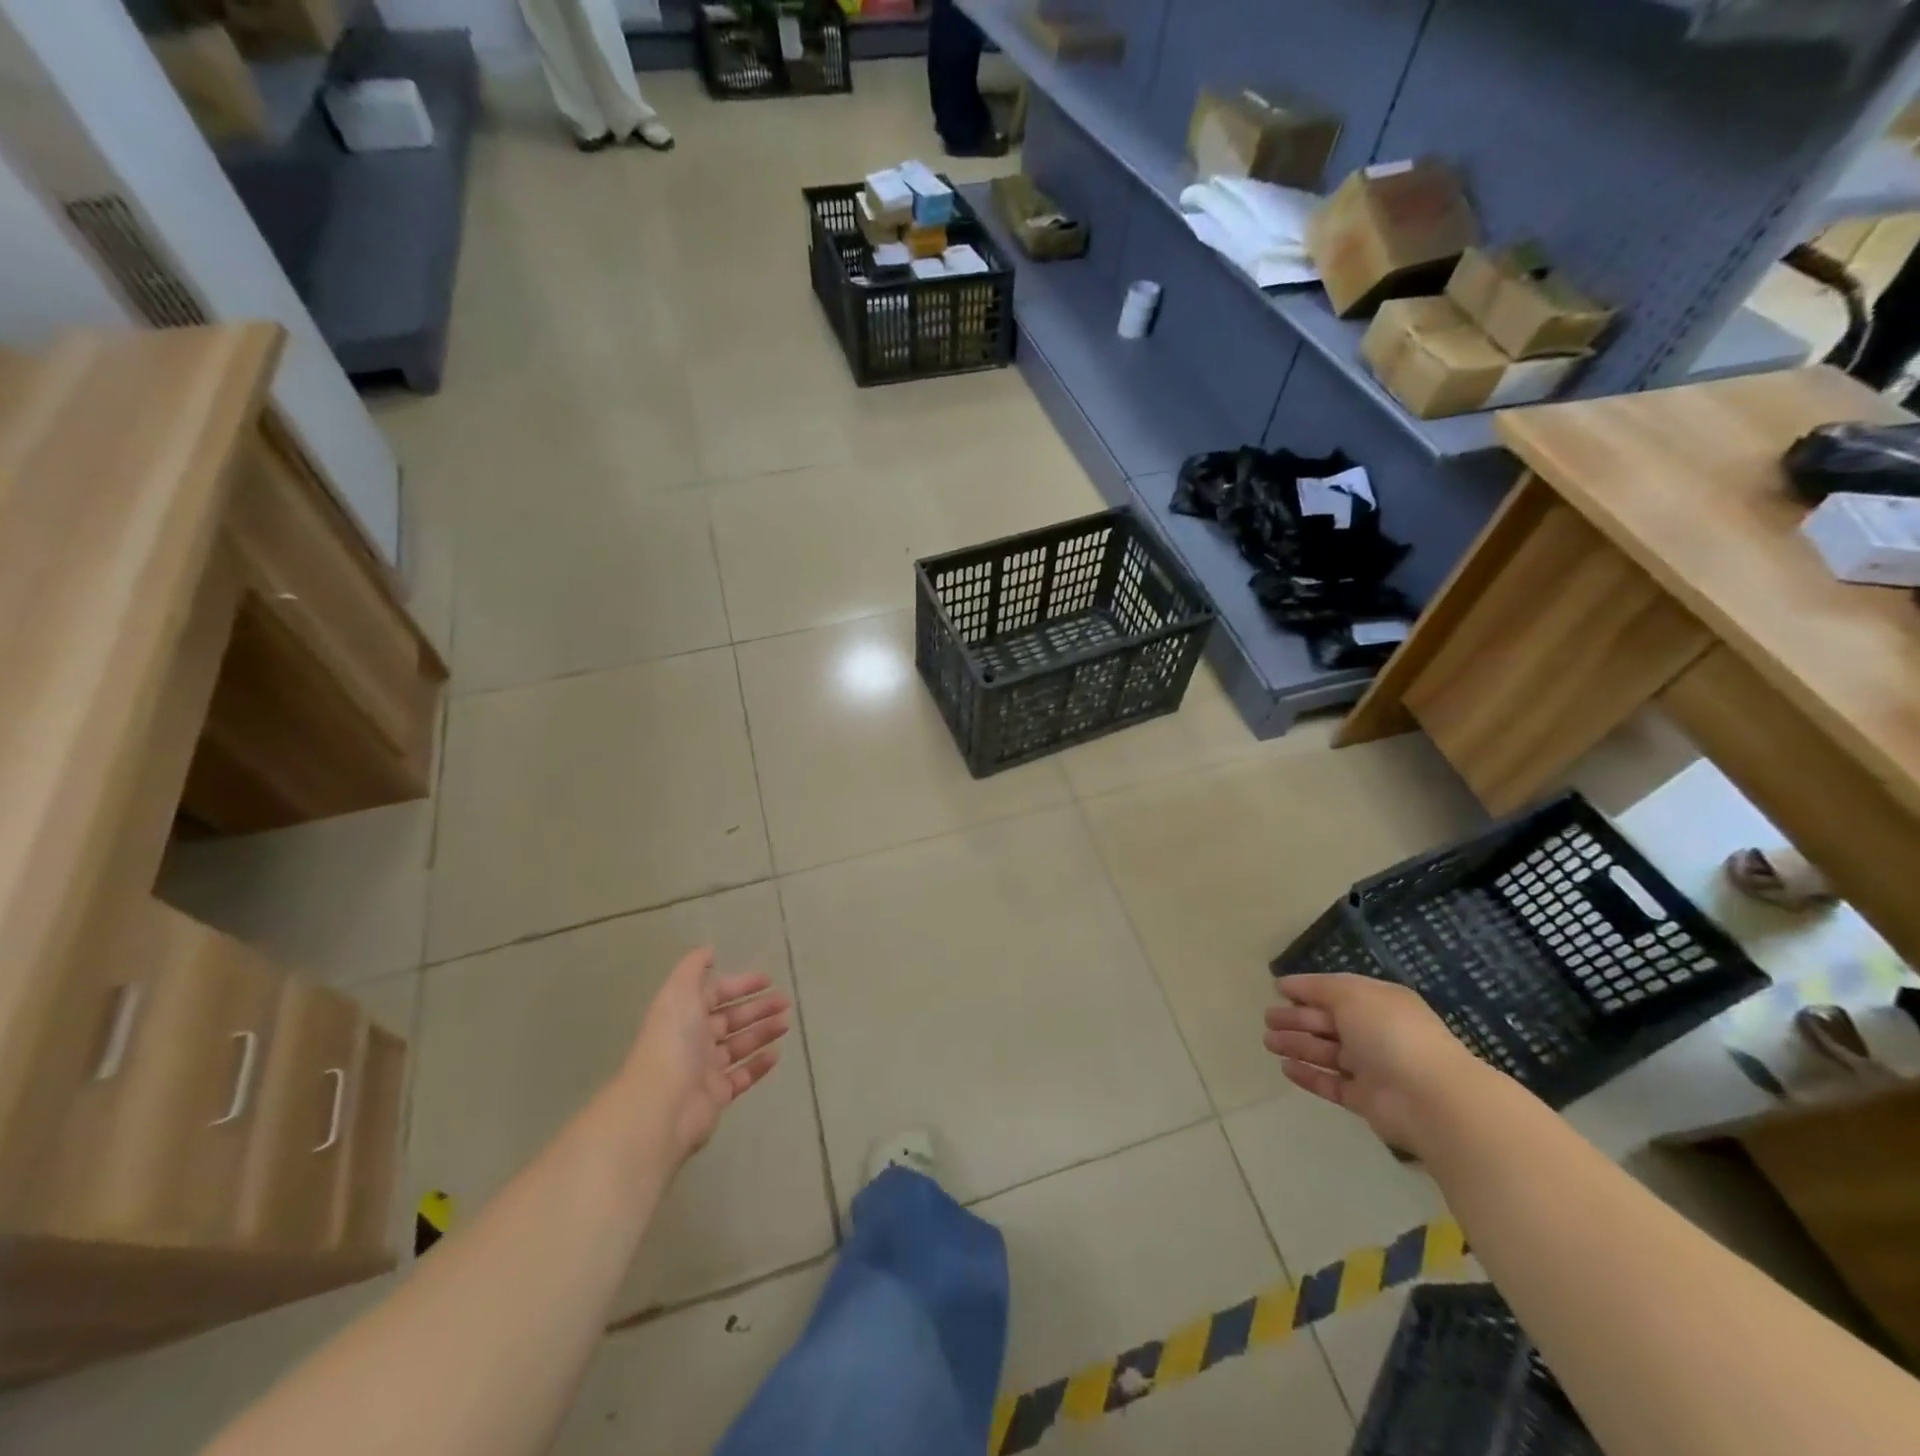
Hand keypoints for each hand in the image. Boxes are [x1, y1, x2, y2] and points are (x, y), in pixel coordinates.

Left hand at [622, 949, 791, 1164]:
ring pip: (739, 1046)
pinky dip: (759, 1065)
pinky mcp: (717, 1096)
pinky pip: (742, 1076)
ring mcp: (705, 1069)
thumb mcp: (679, 992)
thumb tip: (708, 951)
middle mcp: (693, 1039)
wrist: (662, 1105)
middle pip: (731, 1019)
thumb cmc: (673, 1041)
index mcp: (684, 1014)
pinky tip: (776, 1053)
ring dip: (763, 1032)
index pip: (715, 994)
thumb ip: (693, 968)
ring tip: (786, 1023)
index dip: (740, 985)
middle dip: (758, 1008)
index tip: (768, 979)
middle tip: (785, 1002)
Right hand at [1263, 973, 1486, 1156]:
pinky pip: (1331, 1084)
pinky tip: (1286, 1068)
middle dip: (1297, 1019)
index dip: (1307, 989)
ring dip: (1297, 1045)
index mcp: (1378, 1003)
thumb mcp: (1352, 994)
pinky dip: (1309, 1076)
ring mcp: (1371, 1068)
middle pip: (1328, 1023)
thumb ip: (1319, 988)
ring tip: (1268, 1042)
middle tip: (1267, 1019)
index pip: (1337, 992)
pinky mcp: (1365, 1100)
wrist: (1430, 1098)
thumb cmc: (1390, 1033)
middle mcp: (1375, 1033)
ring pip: (1326, 1053)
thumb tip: (1288, 985)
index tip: (1277, 989)